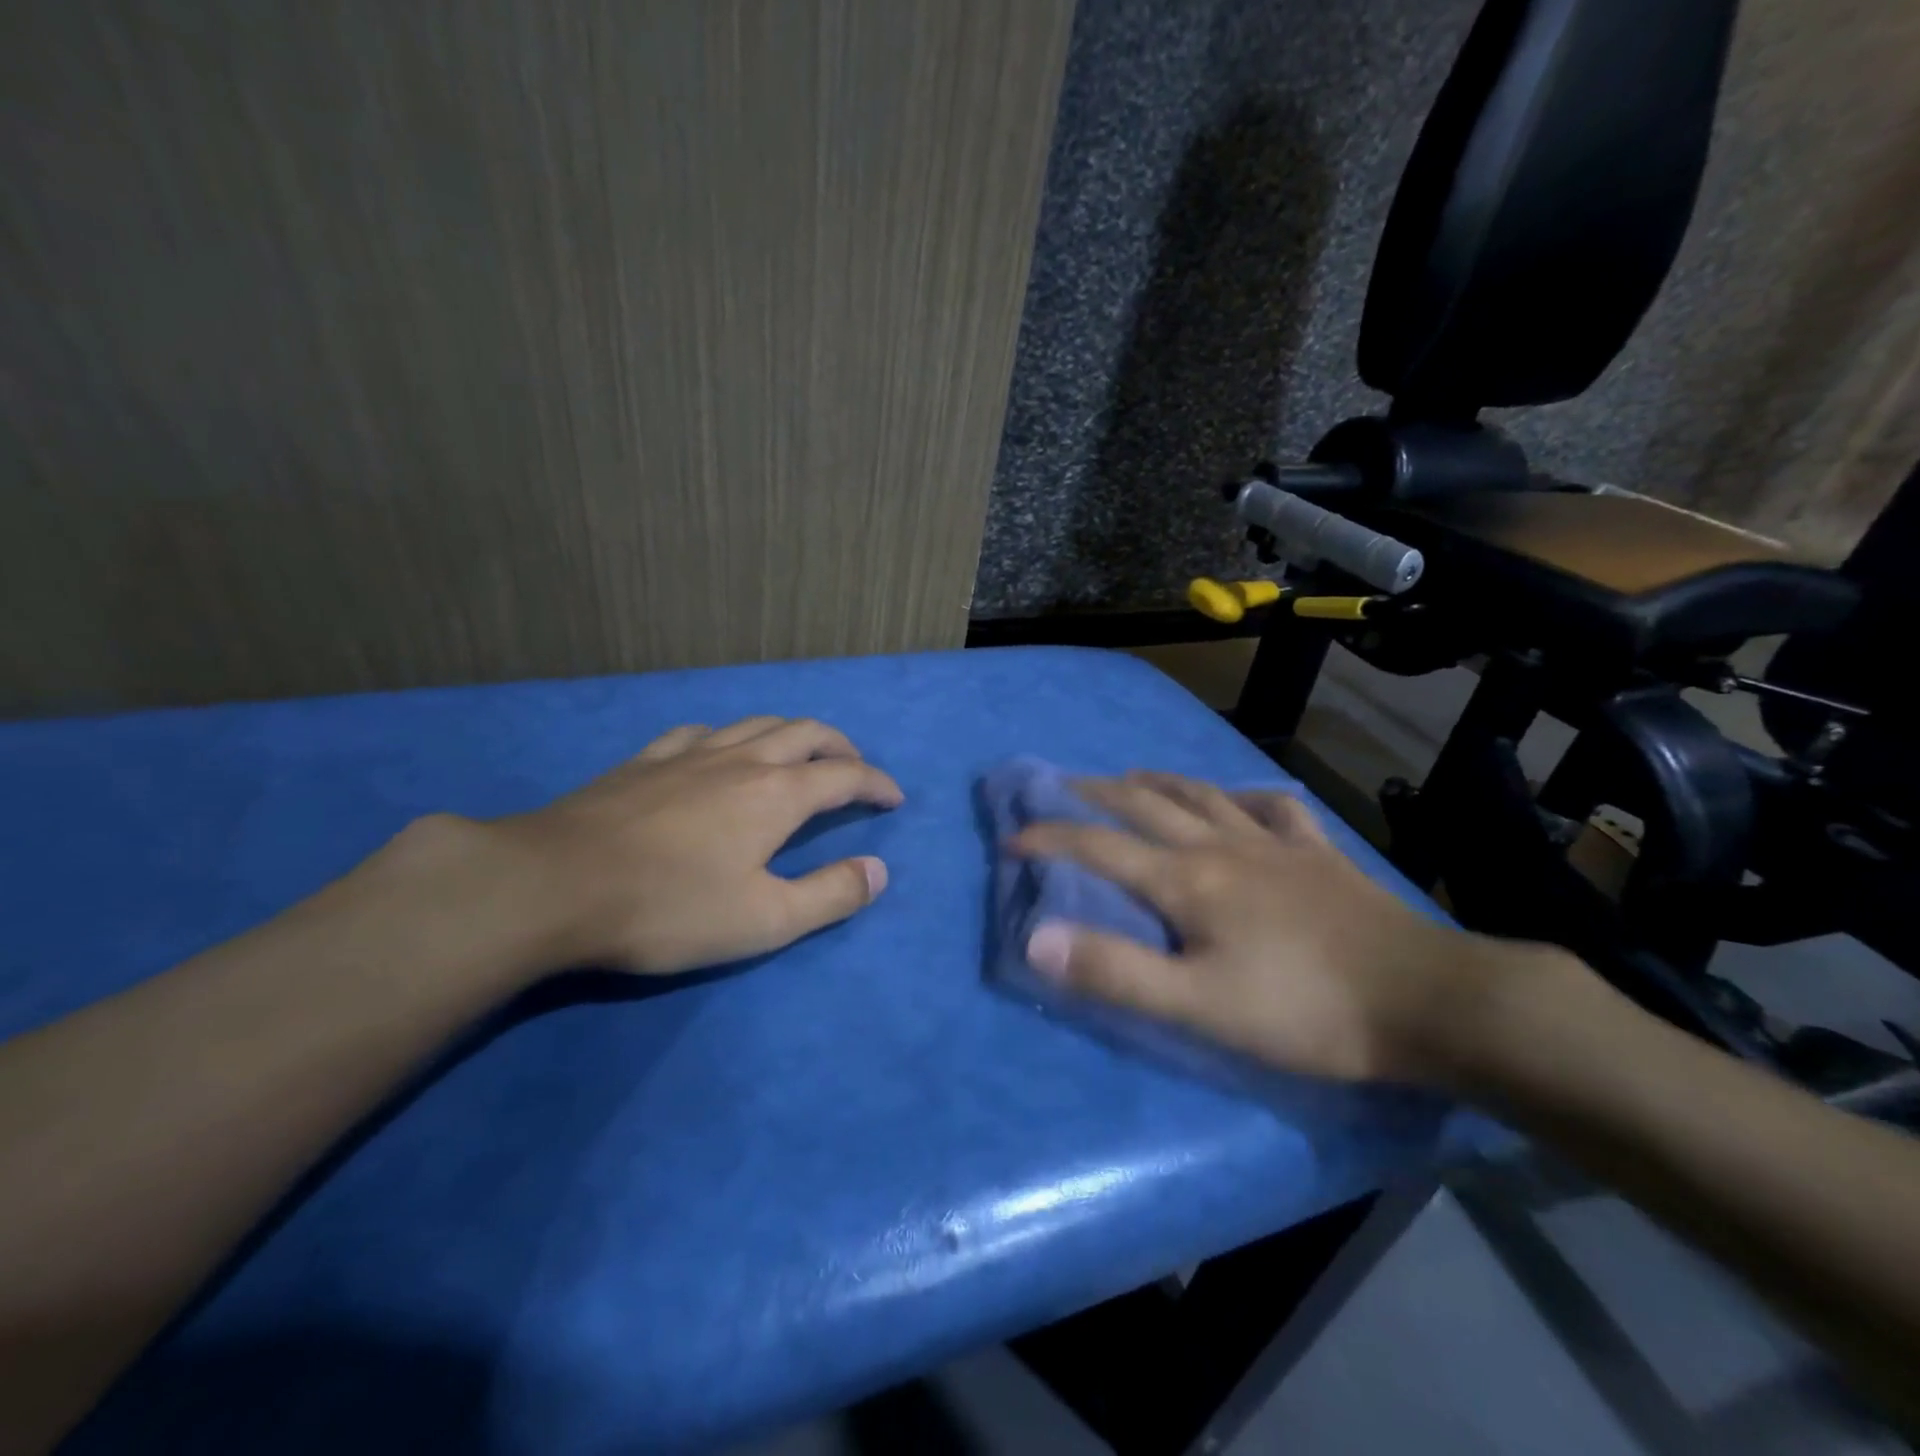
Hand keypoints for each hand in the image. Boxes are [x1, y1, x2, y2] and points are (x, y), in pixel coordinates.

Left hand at [471, 716, 901, 975]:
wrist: (553, 885)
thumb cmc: (669, 908)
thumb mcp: (764, 920)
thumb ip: (830, 895)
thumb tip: (879, 871)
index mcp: (777, 794)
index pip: (845, 776)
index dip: (877, 783)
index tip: (894, 798)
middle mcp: (742, 760)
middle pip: (806, 733)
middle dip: (840, 747)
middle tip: (855, 768)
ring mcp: (690, 753)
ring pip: (757, 723)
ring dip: (791, 734)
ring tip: (799, 754)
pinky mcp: (646, 760)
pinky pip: (702, 731)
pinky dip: (731, 736)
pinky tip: (719, 750)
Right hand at [1012, 771, 1542, 1086]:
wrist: (1428, 1002)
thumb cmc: (1305, 1010)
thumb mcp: (1199, 1006)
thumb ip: (1115, 971)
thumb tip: (1036, 937)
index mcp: (1187, 880)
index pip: (1098, 847)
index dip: (1049, 839)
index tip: (1011, 837)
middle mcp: (1222, 845)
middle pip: (1145, 805)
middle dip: (1094, 794)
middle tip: (1061, 787)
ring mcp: (1274, 844)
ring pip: (1203, 795)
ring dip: (1158, 782)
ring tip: (1132, 778)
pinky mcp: (1318, 855)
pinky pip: (1274, 809)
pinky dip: (1245, 797)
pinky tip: (1240, 798)